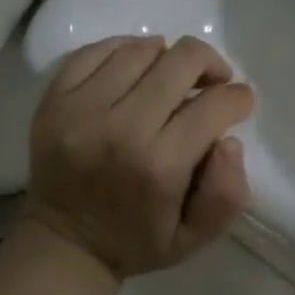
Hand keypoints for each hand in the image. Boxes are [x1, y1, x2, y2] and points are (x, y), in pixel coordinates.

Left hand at [23, 35, 254, 281]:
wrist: (63, 245)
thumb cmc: (137, 240)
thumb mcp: (196, 238)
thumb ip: (226, 194)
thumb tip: (230, 141)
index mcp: (160, 165)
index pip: (214, 105)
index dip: (238, 98)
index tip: (239, 103)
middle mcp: (121, 128)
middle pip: (182, 61)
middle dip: (210, 65)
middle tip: (212, 82)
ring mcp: (82, 108)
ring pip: (141, 50)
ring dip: (168, 57)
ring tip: (172, 75)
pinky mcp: (55, 99)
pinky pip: (96, 51)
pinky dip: (125, 49)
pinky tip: (137, 66)